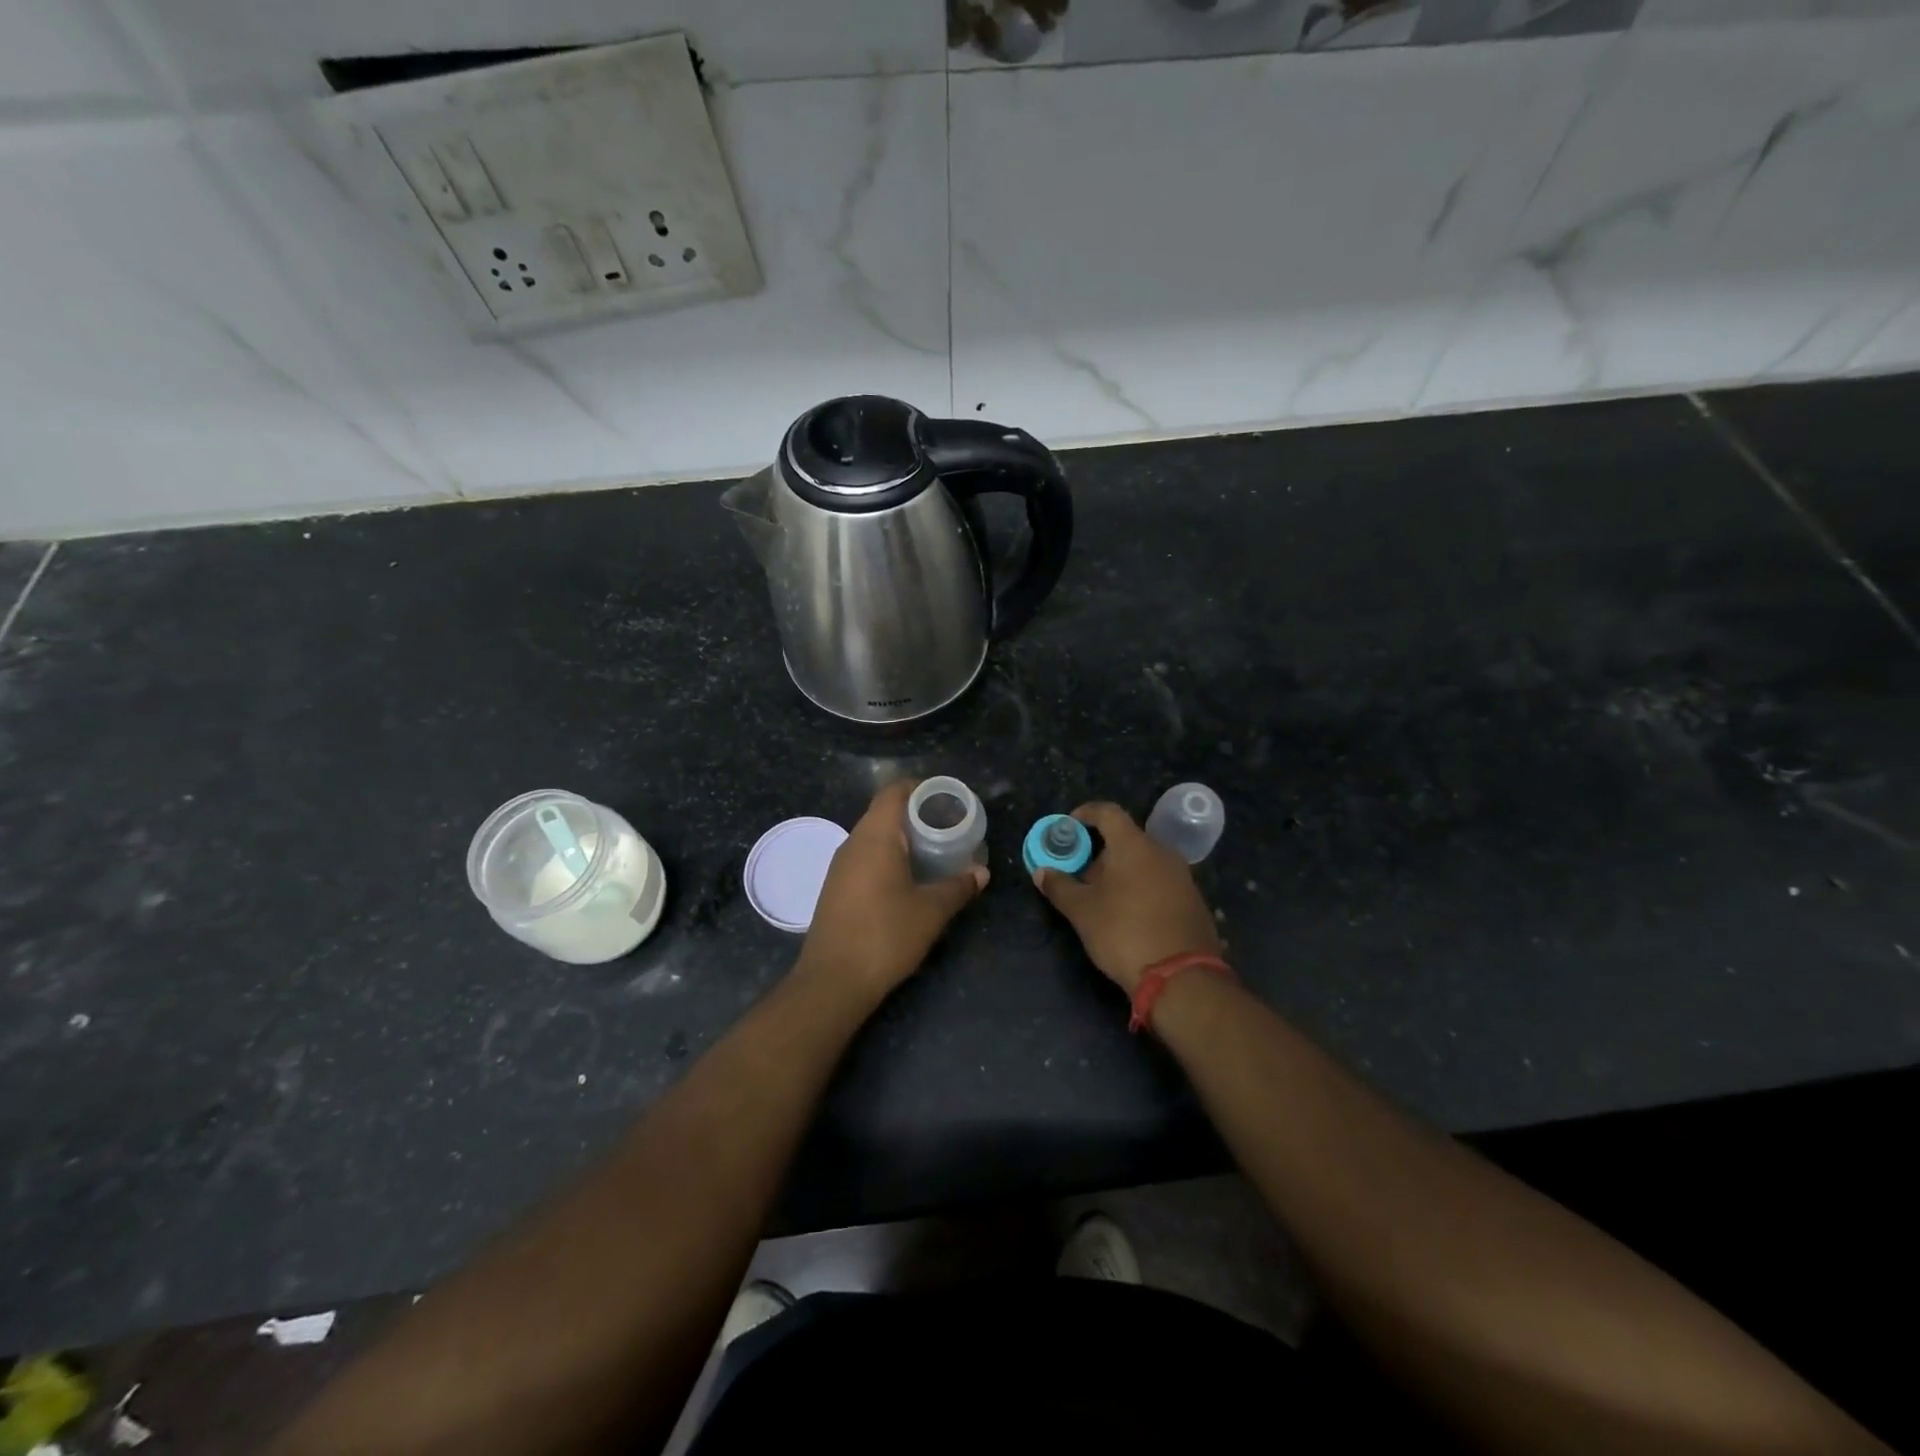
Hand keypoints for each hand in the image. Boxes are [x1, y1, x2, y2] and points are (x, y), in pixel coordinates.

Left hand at [796, 781, 988, 999]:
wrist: (833, 981)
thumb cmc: (885, 935)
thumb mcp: (931, 911)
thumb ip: (958, 887)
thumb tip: (981, 873)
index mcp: (875, 837)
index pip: (894, 792)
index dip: (921, 788)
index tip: (947, 799)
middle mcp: (853, 843)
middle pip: (884, 813)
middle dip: (916, 815)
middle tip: (949, 827)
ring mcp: (840, 867)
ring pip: (874, 837)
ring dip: (902, 839)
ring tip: (934, 852)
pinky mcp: (835, 889)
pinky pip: (865, 858)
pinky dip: (888, 858)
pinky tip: (908, 880)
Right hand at [1032, 802, 1219, 993]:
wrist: (1181, 978)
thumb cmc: (1124, 932)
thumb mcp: (1082, 911)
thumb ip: (1059, 886)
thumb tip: (1041, 872)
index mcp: (1134, 845)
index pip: (1108, 812)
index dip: (1085, 814)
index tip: (1069, 826)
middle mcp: (1162, 852)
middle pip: (1126, 839)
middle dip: (1100, 852)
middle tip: (1080, 875)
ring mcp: (1182, 876)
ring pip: (1144, 861)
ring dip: (1120, 872)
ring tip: (1101, 899)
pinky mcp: (1193, 900)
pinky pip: (1160, 881)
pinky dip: (1140, 887)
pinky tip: (1128, 915)